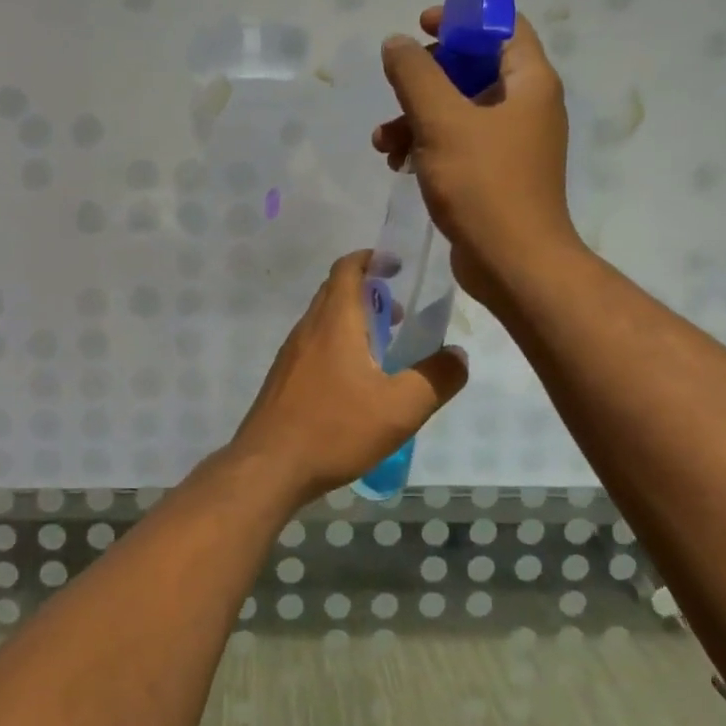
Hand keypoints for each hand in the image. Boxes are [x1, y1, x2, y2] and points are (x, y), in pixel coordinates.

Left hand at [229, 252, 468, 503]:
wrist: (268, 467)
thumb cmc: (334, 429)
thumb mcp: (400, 408)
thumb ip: (436, 378)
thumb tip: (457, 355)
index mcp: (334, 322)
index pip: (347, 268)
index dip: (372, 259)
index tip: (397, 265)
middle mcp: (308, 328)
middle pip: (335, 291)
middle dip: (369, 292)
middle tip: (401, 313)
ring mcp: (291, 354)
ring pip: (324, 321)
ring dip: (354, 321)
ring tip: (384, 350)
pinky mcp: (284, 378)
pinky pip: (315, 346)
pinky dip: (338, 345)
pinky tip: (356, 383)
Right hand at [373, 8, 580, 305]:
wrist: (513, 263)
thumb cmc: (483, 184)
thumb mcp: (441, 121)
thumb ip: (415, 75)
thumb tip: (396, 43)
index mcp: (529, 83)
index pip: (502, 27)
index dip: (462, 19)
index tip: (421, 27)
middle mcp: (526, 107)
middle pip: (472, 69)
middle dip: (426, 78)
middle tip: (396, 88)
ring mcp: (511, 144)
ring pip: (458, 111)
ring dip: (416, 117)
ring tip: (383, 142)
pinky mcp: (494, 175)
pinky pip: (457, 144)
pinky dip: (427, 146)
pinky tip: (397, 164)